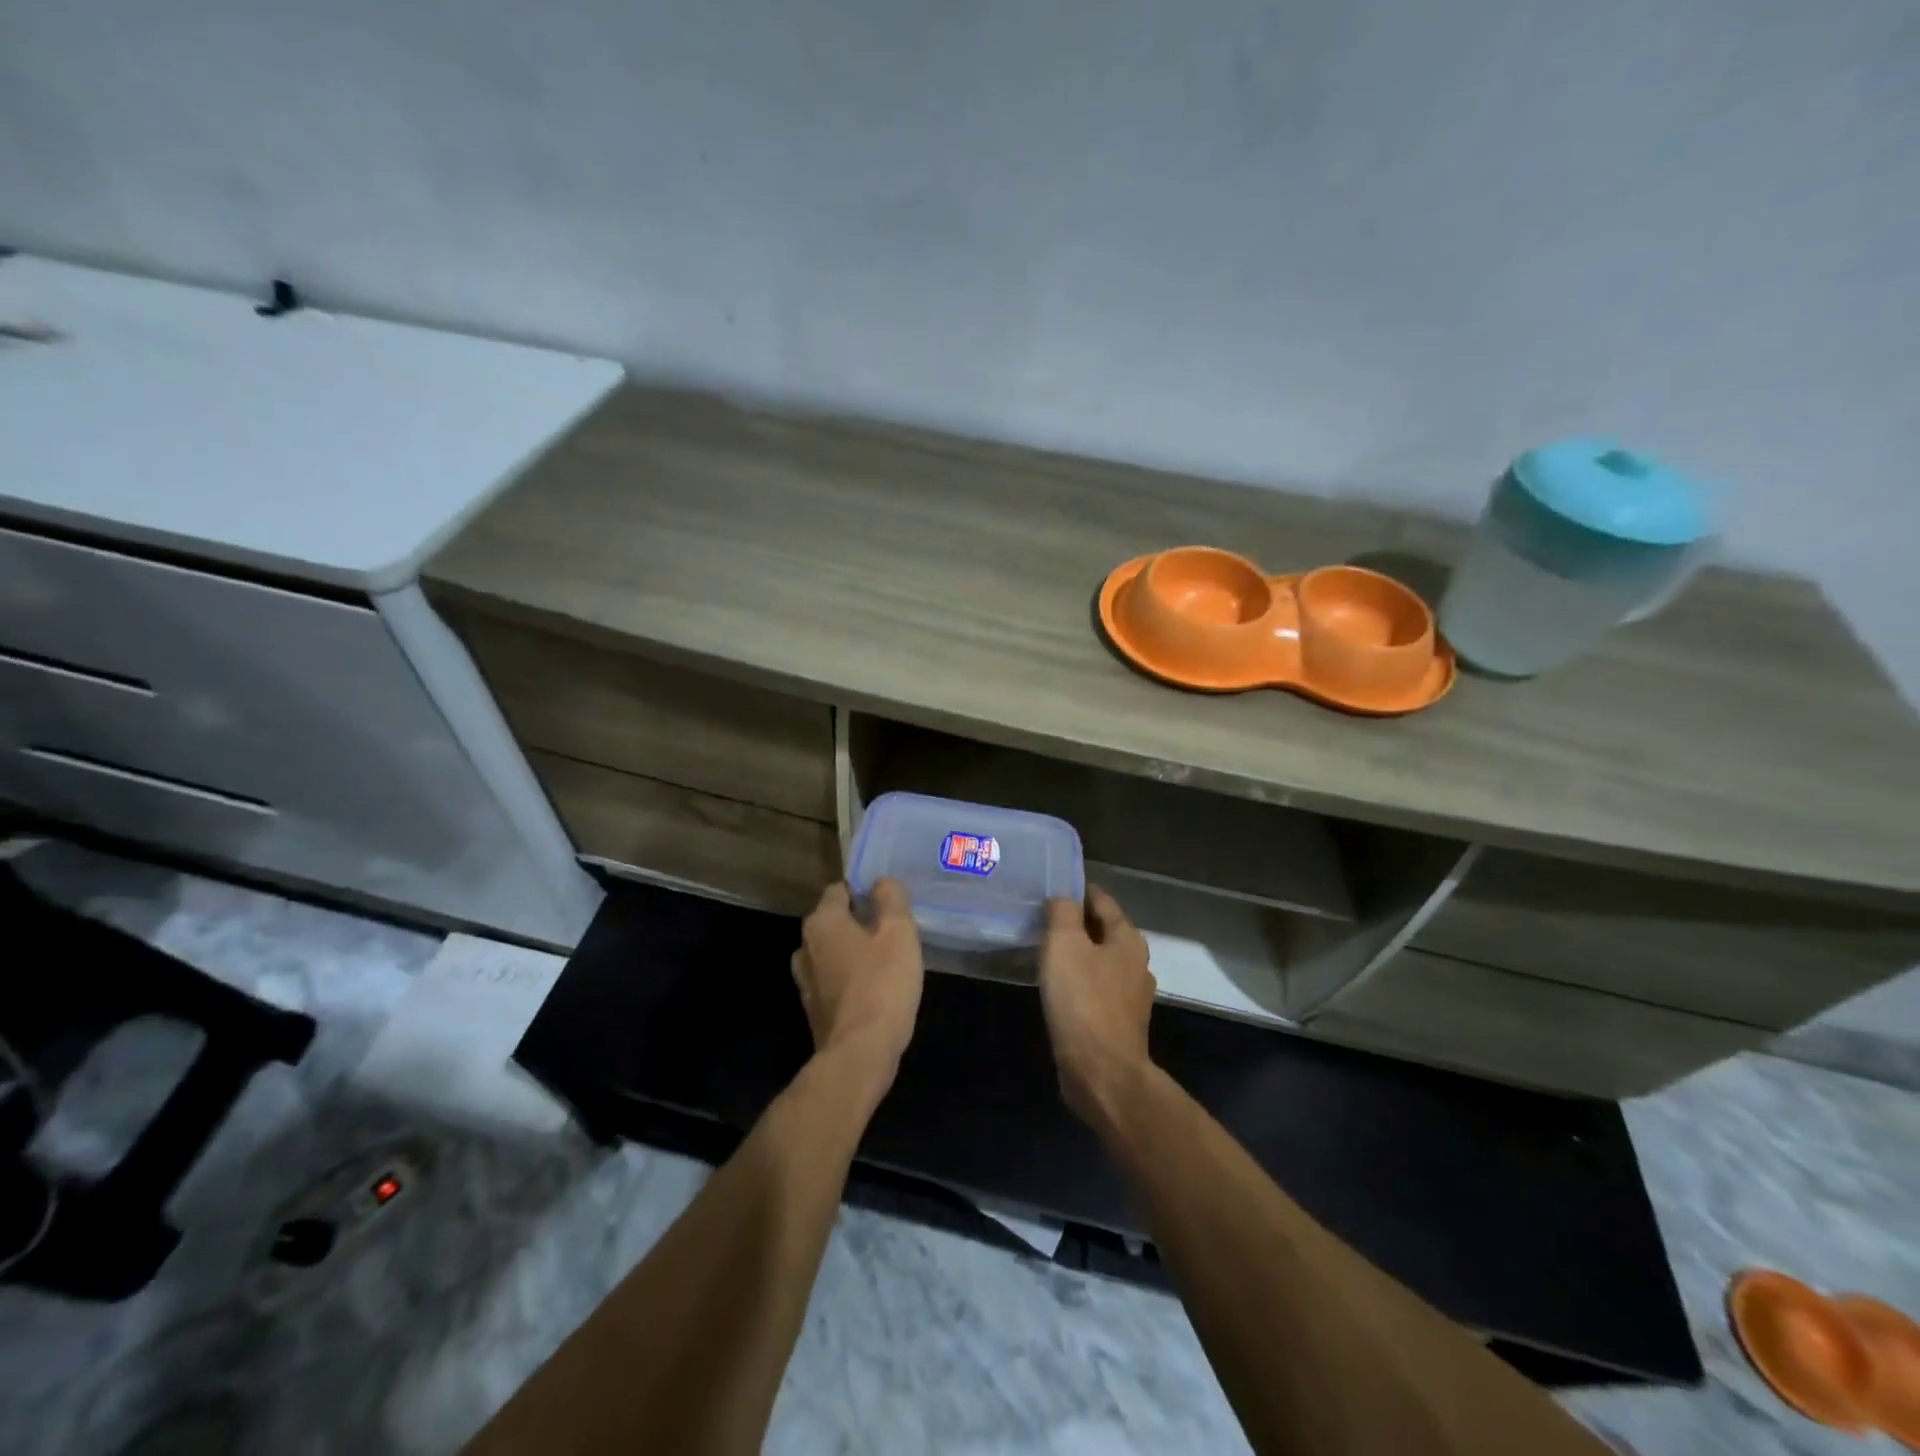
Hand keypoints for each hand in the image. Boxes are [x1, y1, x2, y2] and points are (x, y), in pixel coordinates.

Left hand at [792, 879, 923, 1085]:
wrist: (859, 1055)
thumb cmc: (881, 985)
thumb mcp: (899, 933)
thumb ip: (891, 899)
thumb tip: (882, 882)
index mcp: (822, 921)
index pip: (839, 890)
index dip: (864, 890)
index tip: (889, 901)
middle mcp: (805, 946)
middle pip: (833, 921)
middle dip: (859, 921)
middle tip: (892, 929)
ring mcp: (805, 980)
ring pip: (832, 952)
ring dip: (853, 951)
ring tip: (885, 958)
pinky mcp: (813, 1009)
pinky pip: (833, 980)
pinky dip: (849, 978)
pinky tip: (874, 987)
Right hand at [1039, 885, 1156, 1123]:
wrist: (1102, 1072)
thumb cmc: (1083, 1000)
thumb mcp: (1065, 944)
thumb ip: (1063, 912)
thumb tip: (1063, 897)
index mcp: (1128, 939)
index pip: (1102, 901)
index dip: (1078, 890)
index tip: (1053, 887)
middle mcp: (1136, 963)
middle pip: (1104, 931)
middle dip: (1077, 923)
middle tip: (1043, 918)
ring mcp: (1131, 996)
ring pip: (1101, 961)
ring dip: (1078, 954)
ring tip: (1047, 951)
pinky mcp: (1119, 1023)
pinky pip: (1096, 989)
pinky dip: (1079, 982)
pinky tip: (1059, 987)